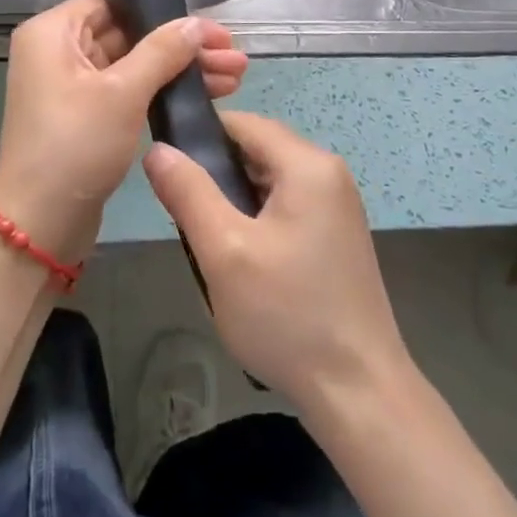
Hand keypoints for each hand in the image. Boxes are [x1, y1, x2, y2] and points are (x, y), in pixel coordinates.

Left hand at [0, 0, 246, 266]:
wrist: (40, 224)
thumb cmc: (75, 145)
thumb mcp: (122, 92)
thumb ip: (162, 51)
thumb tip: (198, 23)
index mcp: (52, 32)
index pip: (114, 2)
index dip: (163, 10)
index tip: (209, 26)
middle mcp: (58, 51)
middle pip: (129, 33)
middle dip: (183, 46)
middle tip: (234, 56)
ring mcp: (72, 85)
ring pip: (134, 64)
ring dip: (180, 69)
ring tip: (235, 77)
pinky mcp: (86, 114)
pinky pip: (129, 90)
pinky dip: (162, 90)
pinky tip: (206, 95)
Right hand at [143, 112, 409, 411]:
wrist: (359, 393)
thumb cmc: (287, 315)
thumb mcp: (224, 251)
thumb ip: (188, 192)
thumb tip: (157, 147)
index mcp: (308, 165)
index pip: (243, 122)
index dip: (199, 136)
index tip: (165, 166)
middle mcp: (328, 173)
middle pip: (257, 150)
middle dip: (216, 173)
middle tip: (182, 213)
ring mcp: (337, 206)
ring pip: (269, 181)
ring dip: (234, 200)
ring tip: (205, 240)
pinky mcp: (337, 235)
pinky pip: (286, 206)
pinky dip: (256, 219)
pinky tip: (240, 259)